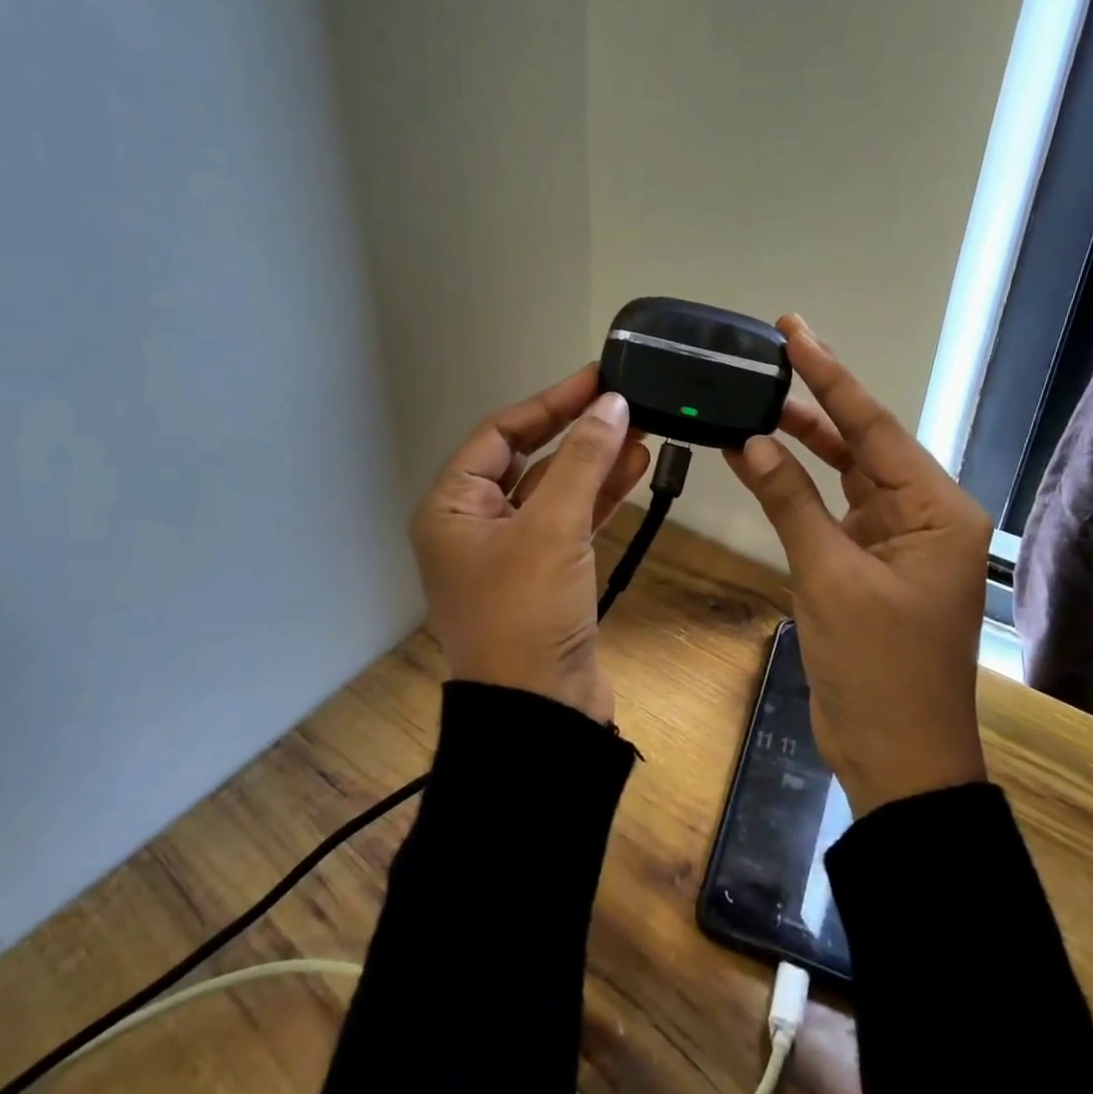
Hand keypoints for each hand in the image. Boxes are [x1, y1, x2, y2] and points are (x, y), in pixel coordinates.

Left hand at [409, 365, 650, 722]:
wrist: (541, 714)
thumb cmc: (526, 613)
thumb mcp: (552, 527)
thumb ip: (582, 460)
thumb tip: (610, 403)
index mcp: (452, 508)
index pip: (499, 434)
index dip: (549, 403)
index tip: (595, 379)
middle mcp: (474, 524)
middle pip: (528, 459)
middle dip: (576, 432)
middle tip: (622, 400)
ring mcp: (511, 552)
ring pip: (555, 491)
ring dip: (595, 462)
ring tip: (641, 428)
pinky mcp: (546, 576)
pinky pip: (571, 522)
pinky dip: (600, 497)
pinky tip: (635, 468)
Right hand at [726, 316, 991, 816]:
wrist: (897, 758)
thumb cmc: (877, 667)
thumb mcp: (829, 577)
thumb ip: (789, 501)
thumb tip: (748, 439)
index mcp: (934, 510)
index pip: (873, 427)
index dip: (830, 375)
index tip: (794, 331)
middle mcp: (923, 514)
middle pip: (863, 443)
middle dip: (818, 400)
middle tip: (772, 352)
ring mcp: (896, 540)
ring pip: (846, 474)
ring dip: (804, 442)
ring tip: (759, 399)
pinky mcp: (870, 564)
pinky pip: (833, 510)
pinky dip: (800, 487)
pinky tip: (765, 461)